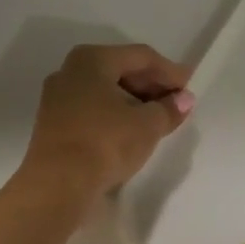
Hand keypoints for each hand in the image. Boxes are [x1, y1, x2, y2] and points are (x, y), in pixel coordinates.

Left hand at [21, 43, 194, 199]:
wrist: (57, 186)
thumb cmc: (105, 143)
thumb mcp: (147, 125)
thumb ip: (168, 109)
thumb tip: (183, 99)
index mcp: (92, 59)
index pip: (141, 57)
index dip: (169, 71)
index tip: (190, 87)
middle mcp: (70, 71)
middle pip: (121, 70)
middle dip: (151, 86)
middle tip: (176, 103)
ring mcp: (57, 98)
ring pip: (105, 91)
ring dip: (134, 102)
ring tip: (158, 119)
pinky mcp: (54, 124)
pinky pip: (92, 109)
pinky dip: (115, 115)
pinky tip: (131, 131)